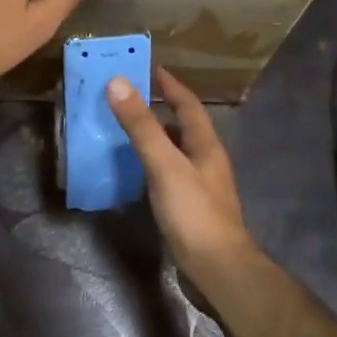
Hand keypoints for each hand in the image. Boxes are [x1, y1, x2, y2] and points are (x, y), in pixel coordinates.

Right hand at [107, 66, 255, 282]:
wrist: (217, 268)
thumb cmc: (194, 213)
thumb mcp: (165, 165)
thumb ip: (142, 126)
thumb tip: (118, 83)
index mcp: (206, 145)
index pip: (189, 105)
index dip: (171, 85)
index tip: (150, 68)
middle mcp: (206, 161)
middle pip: (183, 127)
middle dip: (160, 110)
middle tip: (129, 98)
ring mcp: (200, 186)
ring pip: (176, 152)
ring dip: (155, 138)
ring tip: (126, 130)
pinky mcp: (190, 208)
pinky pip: (169, 175)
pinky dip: (152, 165)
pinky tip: (135, 172)